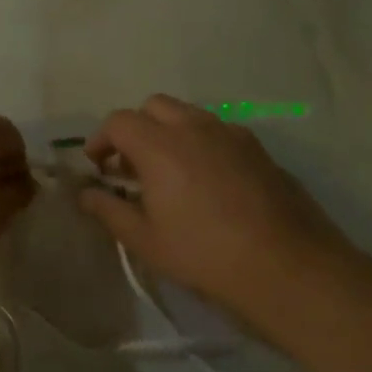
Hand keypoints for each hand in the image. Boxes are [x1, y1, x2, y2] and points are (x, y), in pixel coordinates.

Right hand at [79, 95, 360, 328]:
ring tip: (168, 173)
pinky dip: (200, 142)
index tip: (98, 167)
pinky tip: (206, 181)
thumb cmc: (204, 254)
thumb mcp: (146, 240)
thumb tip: (85, 194)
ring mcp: (232, 133)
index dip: (101, 140)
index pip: (119, 121)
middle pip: (154, 106)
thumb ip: (109, 210)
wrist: (286, 266)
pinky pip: (218, 131)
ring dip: (169, 132)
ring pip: (189, 115)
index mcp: (161, 145)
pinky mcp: (258, 148)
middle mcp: (195, 127)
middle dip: (136, 128)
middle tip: (131, 166)